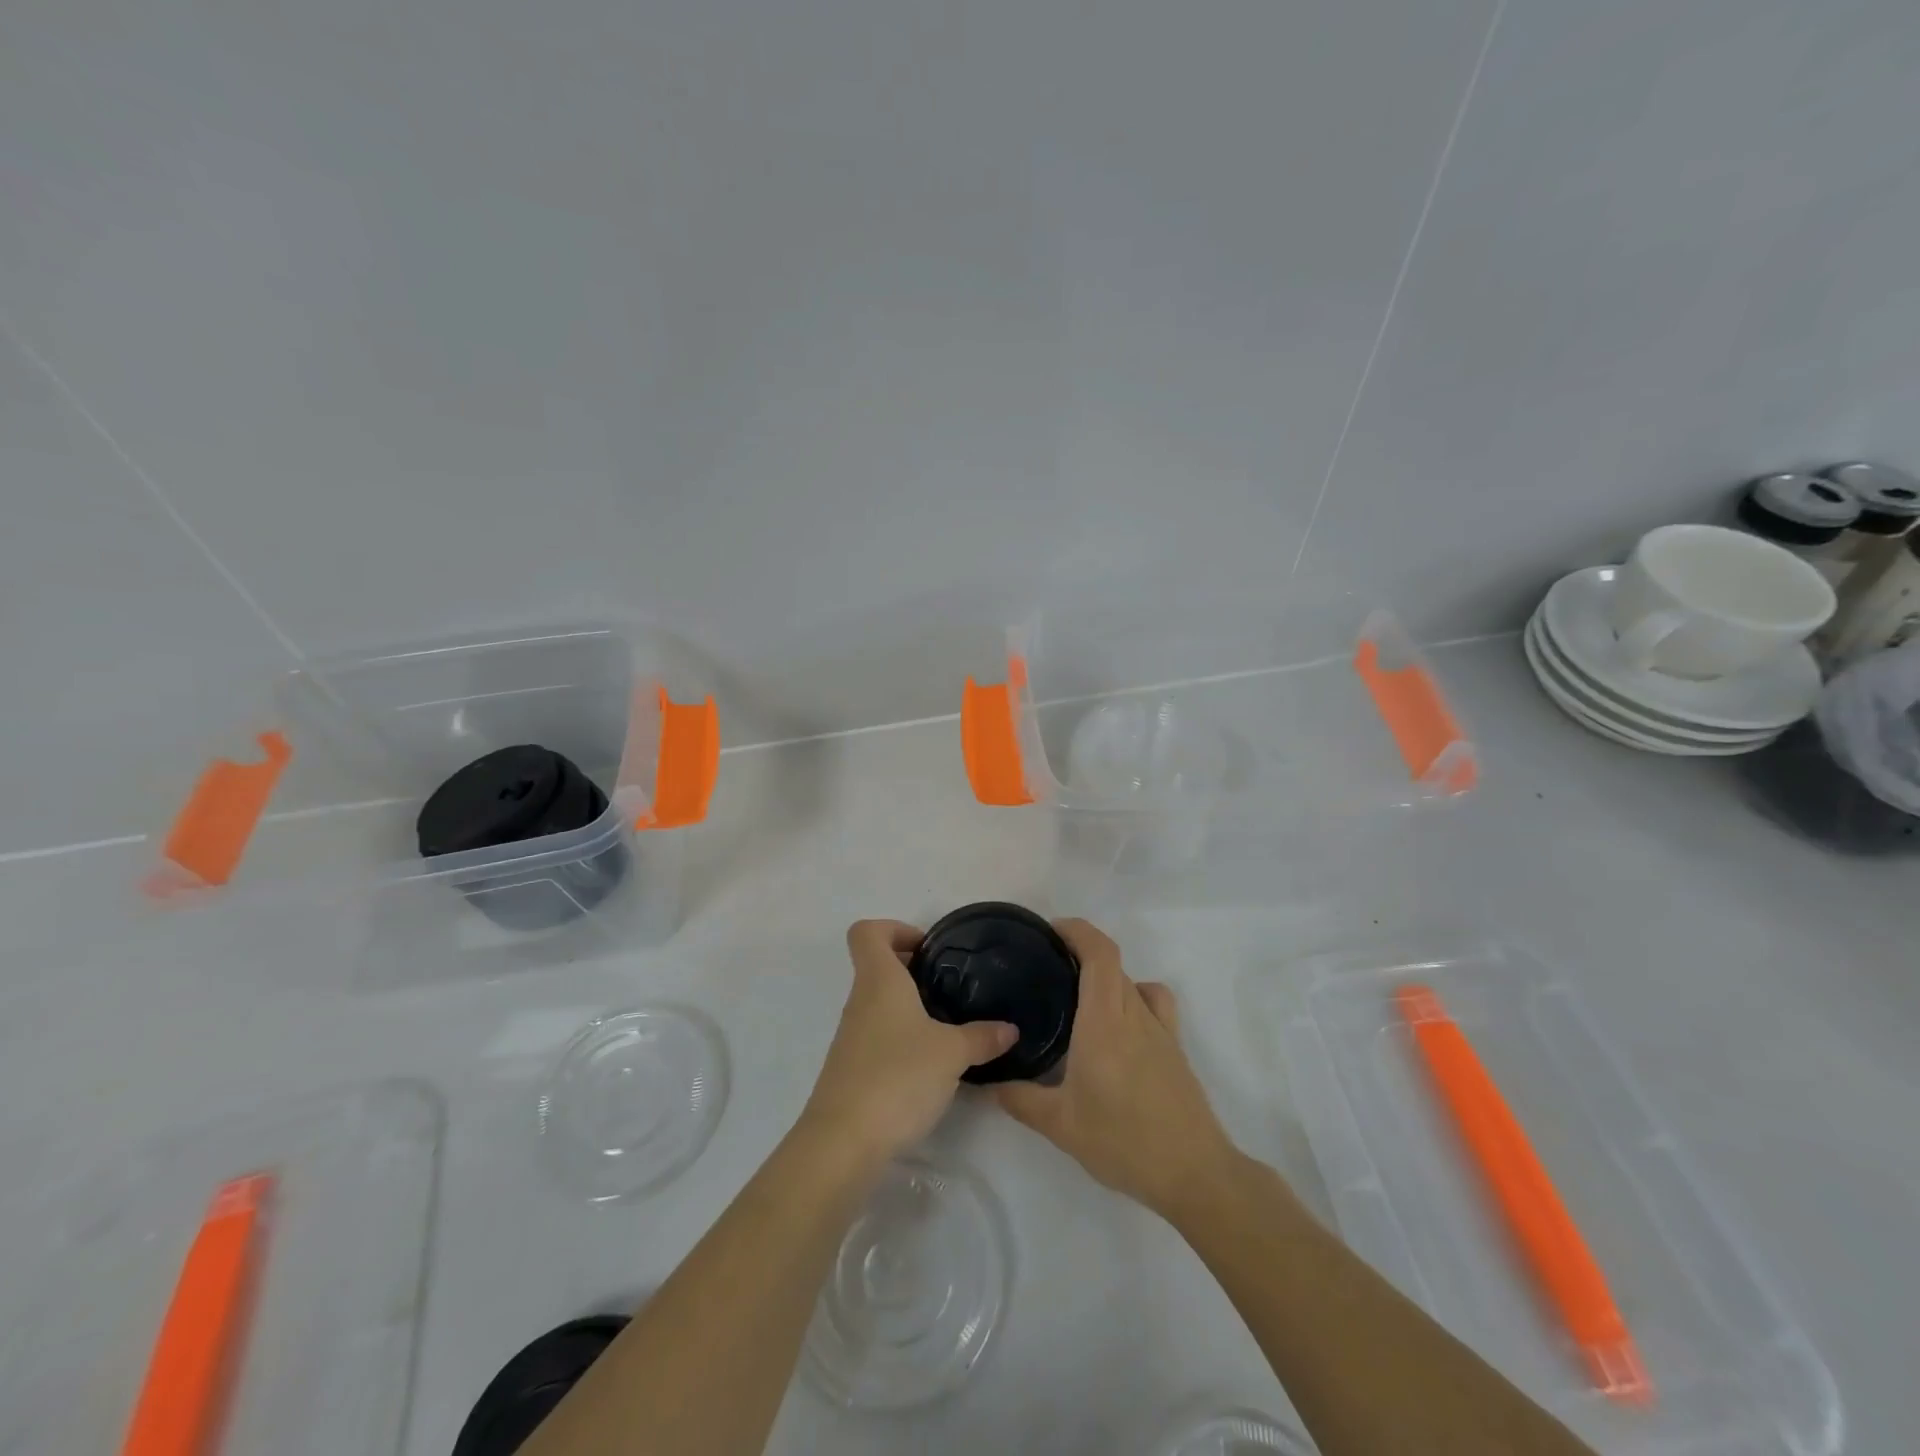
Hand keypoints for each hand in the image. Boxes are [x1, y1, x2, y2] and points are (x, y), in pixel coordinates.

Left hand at [802, 920, 1017, 1162]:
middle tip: (950, 988)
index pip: (867, 932)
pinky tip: (930, 1065)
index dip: (894, 929)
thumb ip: (982, 1037)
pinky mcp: (852, 1070)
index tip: (928, 948)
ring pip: (879, 1004)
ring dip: (910, 1007)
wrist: (843, 1142)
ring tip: (948, 1027)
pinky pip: (878, 1038)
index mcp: (879, 981)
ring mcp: (851, 1037)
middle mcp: (860, 1002)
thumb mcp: (951, 1054)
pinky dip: (902, 1040)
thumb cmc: (897, 1077)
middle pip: (877, 967)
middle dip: (913, 970)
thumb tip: (1010, 1028)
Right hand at [995, 919, 1237, 1219]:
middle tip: (1046, 971)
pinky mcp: (1175, 1048)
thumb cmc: (1123, 1141)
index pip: (1100, 953)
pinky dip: (1134, 997)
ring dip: (1106, 977)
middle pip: (1112, 964)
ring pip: (1131, 982)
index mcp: (1105, 1020)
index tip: (1050, 931)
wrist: (1194, 1173)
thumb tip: (987, 1083)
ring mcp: (1160, 1029)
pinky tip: (1119, 1027)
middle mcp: (1135, 1014)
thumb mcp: (1061, 1125)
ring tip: (1079, 996)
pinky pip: (1154, 1003)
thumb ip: (1020, 1099)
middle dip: (1080, 954)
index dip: (1078, 930)